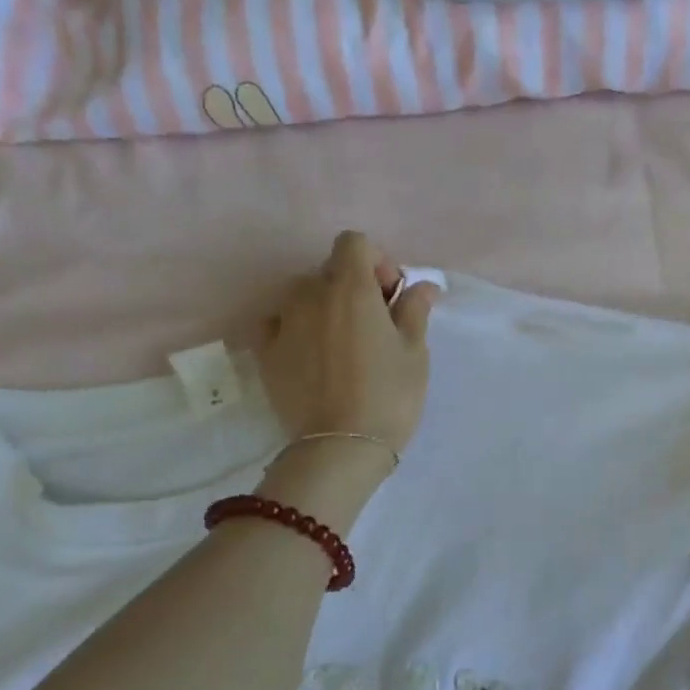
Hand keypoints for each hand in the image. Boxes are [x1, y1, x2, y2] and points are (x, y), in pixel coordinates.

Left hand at [258, 231, 439, 458]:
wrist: (341, 447)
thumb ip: (415, 310)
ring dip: (323, 305)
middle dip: (353, 285)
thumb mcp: (414, 352)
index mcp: (351, 288)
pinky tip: (308, 351)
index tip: (391, 295)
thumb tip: (423, 285)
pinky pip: (276, 322)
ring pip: (302, 295)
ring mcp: (283, 322)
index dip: (376, 260)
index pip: (353, 242)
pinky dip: (292, 326)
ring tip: (341, 342)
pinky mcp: (266, 352)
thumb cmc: (389, 395)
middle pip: (329, 269)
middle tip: (374, 323)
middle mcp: (310, 295)